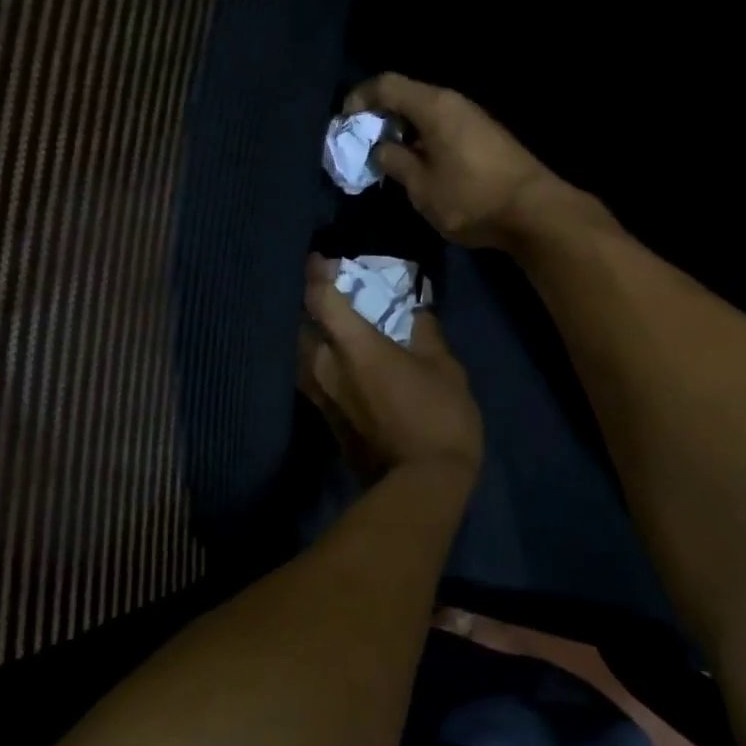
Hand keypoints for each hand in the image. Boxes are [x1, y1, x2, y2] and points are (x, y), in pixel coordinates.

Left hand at [298, 255, 482, 482]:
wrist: (421, 486)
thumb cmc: (438, 417)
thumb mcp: (445, 368)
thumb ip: (426, 334)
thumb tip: (417, 313)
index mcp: (354, 347)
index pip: (321, 299)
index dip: (316, 274)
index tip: (321, 260)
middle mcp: (326, 368)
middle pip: (300, 327)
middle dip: (308, 306)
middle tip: (325, 292)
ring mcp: (322, 398)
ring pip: (302, 356)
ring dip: (310, 336)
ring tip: (328, 324)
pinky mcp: (326, 421)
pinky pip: (313, 379)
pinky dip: (318, 361)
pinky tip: (336, 359)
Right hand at [343, 73, 582, 250]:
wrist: (535, 212)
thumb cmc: (471, 198)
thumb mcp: (421, 187)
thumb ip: (395, 162)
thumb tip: (381, 149)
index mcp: (434, 106)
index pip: (387, 85)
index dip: (360, 98)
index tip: (345, 122)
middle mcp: (454, 103)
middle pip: (408, 97)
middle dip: (380, 118)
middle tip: (363, 145)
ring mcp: (473, 119)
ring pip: (427, 114)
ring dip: (403, 132)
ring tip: (389, 160)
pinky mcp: (485, 137)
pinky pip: (444, 128)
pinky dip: (424, 140)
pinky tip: (421, 167)